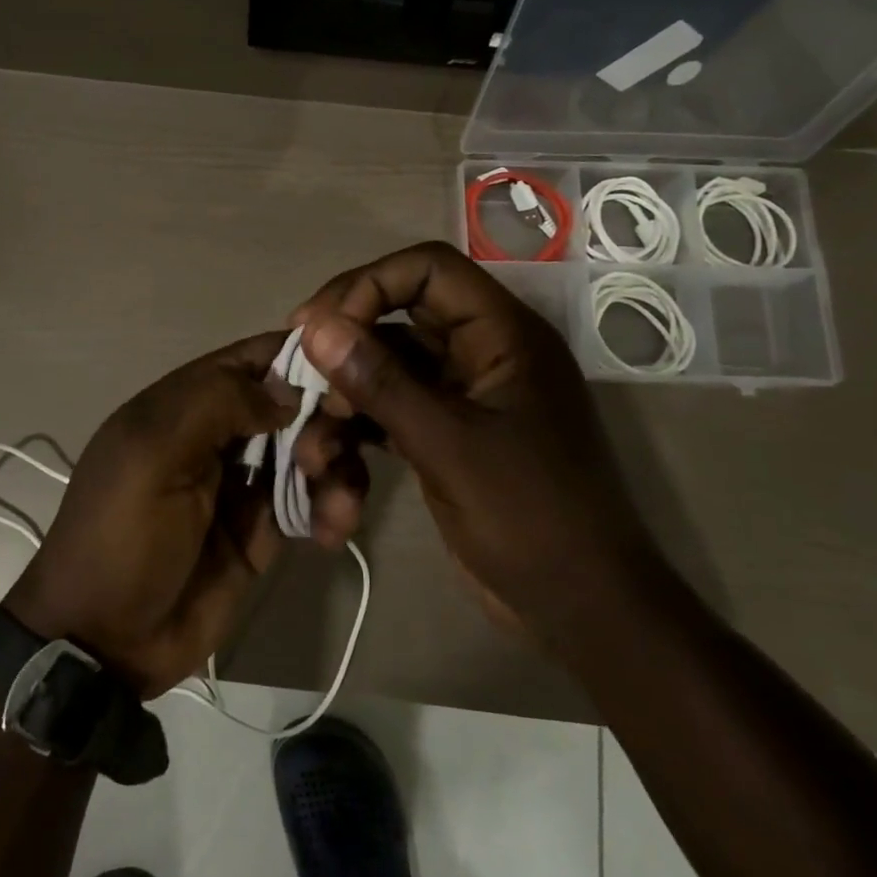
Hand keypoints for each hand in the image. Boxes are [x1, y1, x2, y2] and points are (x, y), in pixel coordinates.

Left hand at [4, 333, 369, 696]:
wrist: (106, 640)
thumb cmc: (121, 537)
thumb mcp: (151, 455)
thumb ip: (215, 403)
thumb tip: (287, 390)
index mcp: (185, 404)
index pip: (253, 358)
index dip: (303, 356)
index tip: (349, 374)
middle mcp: (220, 434)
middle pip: (294, 402)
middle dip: (323, 422)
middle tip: (320, 459)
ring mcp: (245, 483)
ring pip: (313, 451)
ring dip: (337, 468)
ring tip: (336, 507)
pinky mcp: (266, 529)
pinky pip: (315, 501)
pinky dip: (335, 507)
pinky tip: (333, 531)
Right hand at [289, 241, 656, 640]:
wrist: (579, 606)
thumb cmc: (530, 518)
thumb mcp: (449, 446)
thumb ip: (381, 383)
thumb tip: (315, 326)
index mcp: (503, 334)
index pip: (428, 270)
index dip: (369, 285)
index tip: (317, 328)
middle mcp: (482, 352)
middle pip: (399, 315)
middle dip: (346, 343)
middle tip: (297, 373)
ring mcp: (464, 395)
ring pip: (389, 369)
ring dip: (346, 399)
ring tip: (314, 443)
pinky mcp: (447, 433)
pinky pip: (392, 410)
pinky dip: (361, 430)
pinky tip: (335, 467)